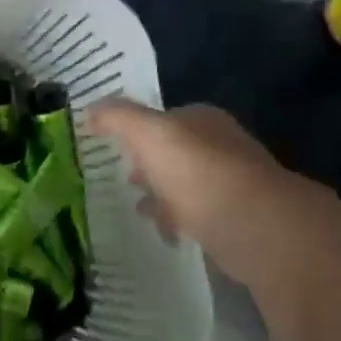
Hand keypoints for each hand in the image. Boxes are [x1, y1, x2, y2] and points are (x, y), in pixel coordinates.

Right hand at [87, 101, 324, 287]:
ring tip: (137, 208)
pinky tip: (163, 231)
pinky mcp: (236, 218)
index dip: (139, 131)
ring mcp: (232, 183)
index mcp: (203, 119)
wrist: (250, 223)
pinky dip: (178, 220)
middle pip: (176, 152)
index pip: (166, 118)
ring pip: (186, 184)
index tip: (115, 148)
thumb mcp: (146, 133)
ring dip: (163, 194)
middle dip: (151, 164)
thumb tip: (90, 110)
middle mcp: (221, 145)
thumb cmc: (195, 170)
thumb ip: (117, 118)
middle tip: (125, 179)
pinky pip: (197, 215)